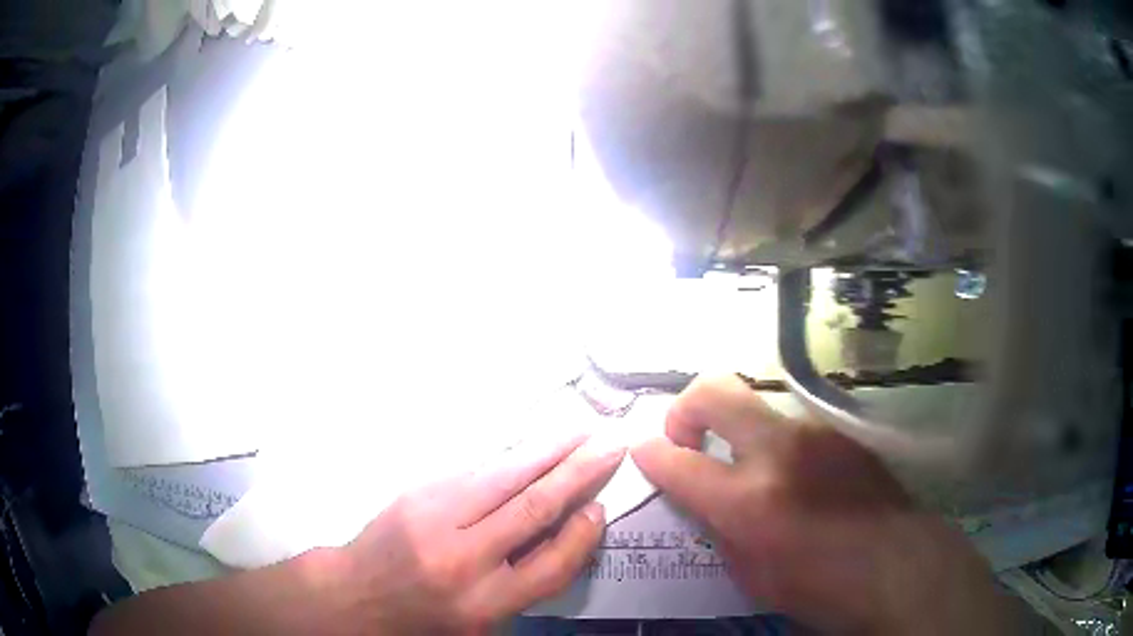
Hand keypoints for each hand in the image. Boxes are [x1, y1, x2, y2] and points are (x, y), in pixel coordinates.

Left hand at [332, 432, 623, 633]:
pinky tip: (529, 447)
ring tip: (579, 433)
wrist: (357, 594)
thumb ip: (523, 582)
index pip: (550, 565)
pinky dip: (507, 458)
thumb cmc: (425, 616)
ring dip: (546, 452)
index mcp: (483, 603)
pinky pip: (472, 470)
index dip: (581, 535)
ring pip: (503, 477)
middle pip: (531, 509)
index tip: (600, 508)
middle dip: (576, 473)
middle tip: (609, 444)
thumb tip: (565, 529)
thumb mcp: (481, 620)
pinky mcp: (416, 493)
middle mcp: (462, 559)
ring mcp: (434, 518)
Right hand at [632, 375, 1015, 633]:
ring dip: (738, 428)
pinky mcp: (841, 431)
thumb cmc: (821, 587)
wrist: (899, 565)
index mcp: (749, 500)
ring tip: (751, 466)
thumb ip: (720, 528)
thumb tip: (702, 497)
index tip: (646, 453)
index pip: (677, 460)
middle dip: (684, 407)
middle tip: (685, 436)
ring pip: (758, 403)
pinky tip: (796, 475)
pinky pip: (793, 423)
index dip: (650, 453)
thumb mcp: (752, 576)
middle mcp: (780, 451)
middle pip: (714, 389)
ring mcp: (815, 432)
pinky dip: (776, 441)